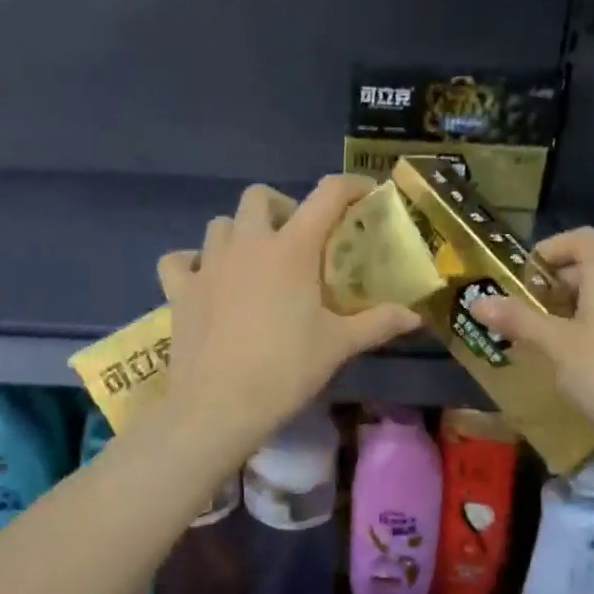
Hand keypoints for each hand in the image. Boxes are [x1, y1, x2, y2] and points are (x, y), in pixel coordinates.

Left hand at [157, 178, 420, 456]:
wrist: (219, 407)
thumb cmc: (286, 370)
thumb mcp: (339, 346)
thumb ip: (379, 323)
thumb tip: (415, 317)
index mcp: (291, 249)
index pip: (326, 196)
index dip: (349, 186)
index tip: (364, 195)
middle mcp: (247, 244)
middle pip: (259, 197)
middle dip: (282, 207)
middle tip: (297, 240)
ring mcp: (208, 265)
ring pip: (219, 224)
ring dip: (239, 232)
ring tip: (255, 262)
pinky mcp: (179, 290)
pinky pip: (179, 260)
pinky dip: (192, 263)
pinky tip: (206, 281)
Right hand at [471, 227, 593, 450]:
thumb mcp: (555, 345)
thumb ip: (518, 319)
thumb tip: (477, 302)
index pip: (579, 239)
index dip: (548, 250)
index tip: (522, 278)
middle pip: (593, 267)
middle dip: (556, 286)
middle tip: (526, 314)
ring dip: (577, 309)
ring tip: (550, 340)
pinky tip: (584, 362)